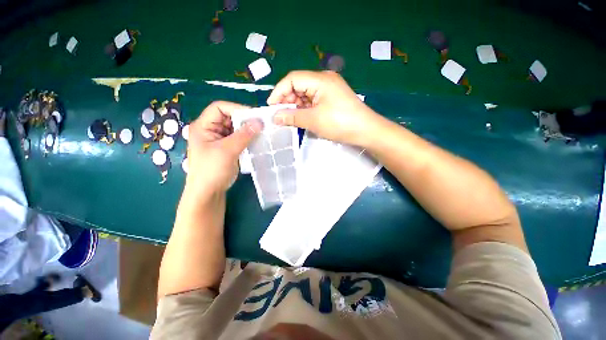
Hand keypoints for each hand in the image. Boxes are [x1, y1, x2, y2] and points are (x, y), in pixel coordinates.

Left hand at [184, 101, 261, 197]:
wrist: (208, 192)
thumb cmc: (212, 171)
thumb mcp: (227, 151)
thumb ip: (244, 135)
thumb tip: (260, 122)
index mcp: (203, 126)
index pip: (219, 107)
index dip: (236, 108)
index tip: (254, 116)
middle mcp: (211, 130)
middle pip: (229, 117)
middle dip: (245, 120)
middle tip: (261, 125)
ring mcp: (220, 139)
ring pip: (236, 128)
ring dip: (248, 130)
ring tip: (261, 133)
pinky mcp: (228, 148)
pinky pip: (239, 138)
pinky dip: (248, 138)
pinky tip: (257, 141)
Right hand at [267, 71, 382, 146]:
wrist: (366, 131)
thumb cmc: (339, 123)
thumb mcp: (313, 120)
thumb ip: (292, 117)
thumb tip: (274, 117)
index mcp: (320, 79)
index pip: (292, 79)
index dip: (279, 92)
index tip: (271, 107)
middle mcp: (324, 80)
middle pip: (298, 85)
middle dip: (287, 100)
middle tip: (281, 115)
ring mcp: (329, 89)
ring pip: (305, 94)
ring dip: (296, 105)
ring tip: (290, 118)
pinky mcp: (332, 98)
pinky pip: (314, 100)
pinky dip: (305, 108)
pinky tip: (302, 117)